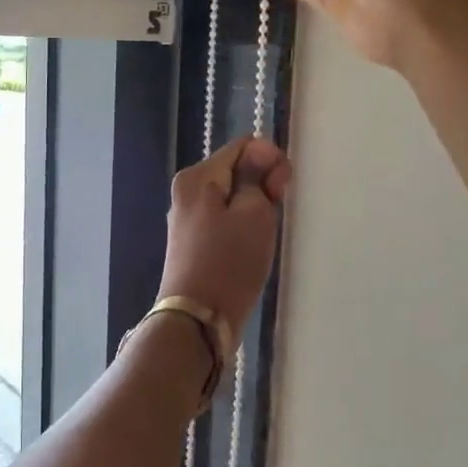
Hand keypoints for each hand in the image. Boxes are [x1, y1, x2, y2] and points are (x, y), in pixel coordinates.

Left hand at [157, 136, 291, 332]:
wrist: (198, 319)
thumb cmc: (229, 263)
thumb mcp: (253, 213)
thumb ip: (257, 177)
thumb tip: (258, 152)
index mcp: (196, 177)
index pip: (243, 147)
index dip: (270, 161)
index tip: (281, 191)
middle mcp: (186, 193)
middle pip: (236, 171)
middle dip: (262, 187)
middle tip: (273, 216)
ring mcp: (187, 220)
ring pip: (232, 199)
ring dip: (254, 211)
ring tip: (261, 238)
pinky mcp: (193, 244)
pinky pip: (224, 222)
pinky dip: (241, 229)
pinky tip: (249, 250)